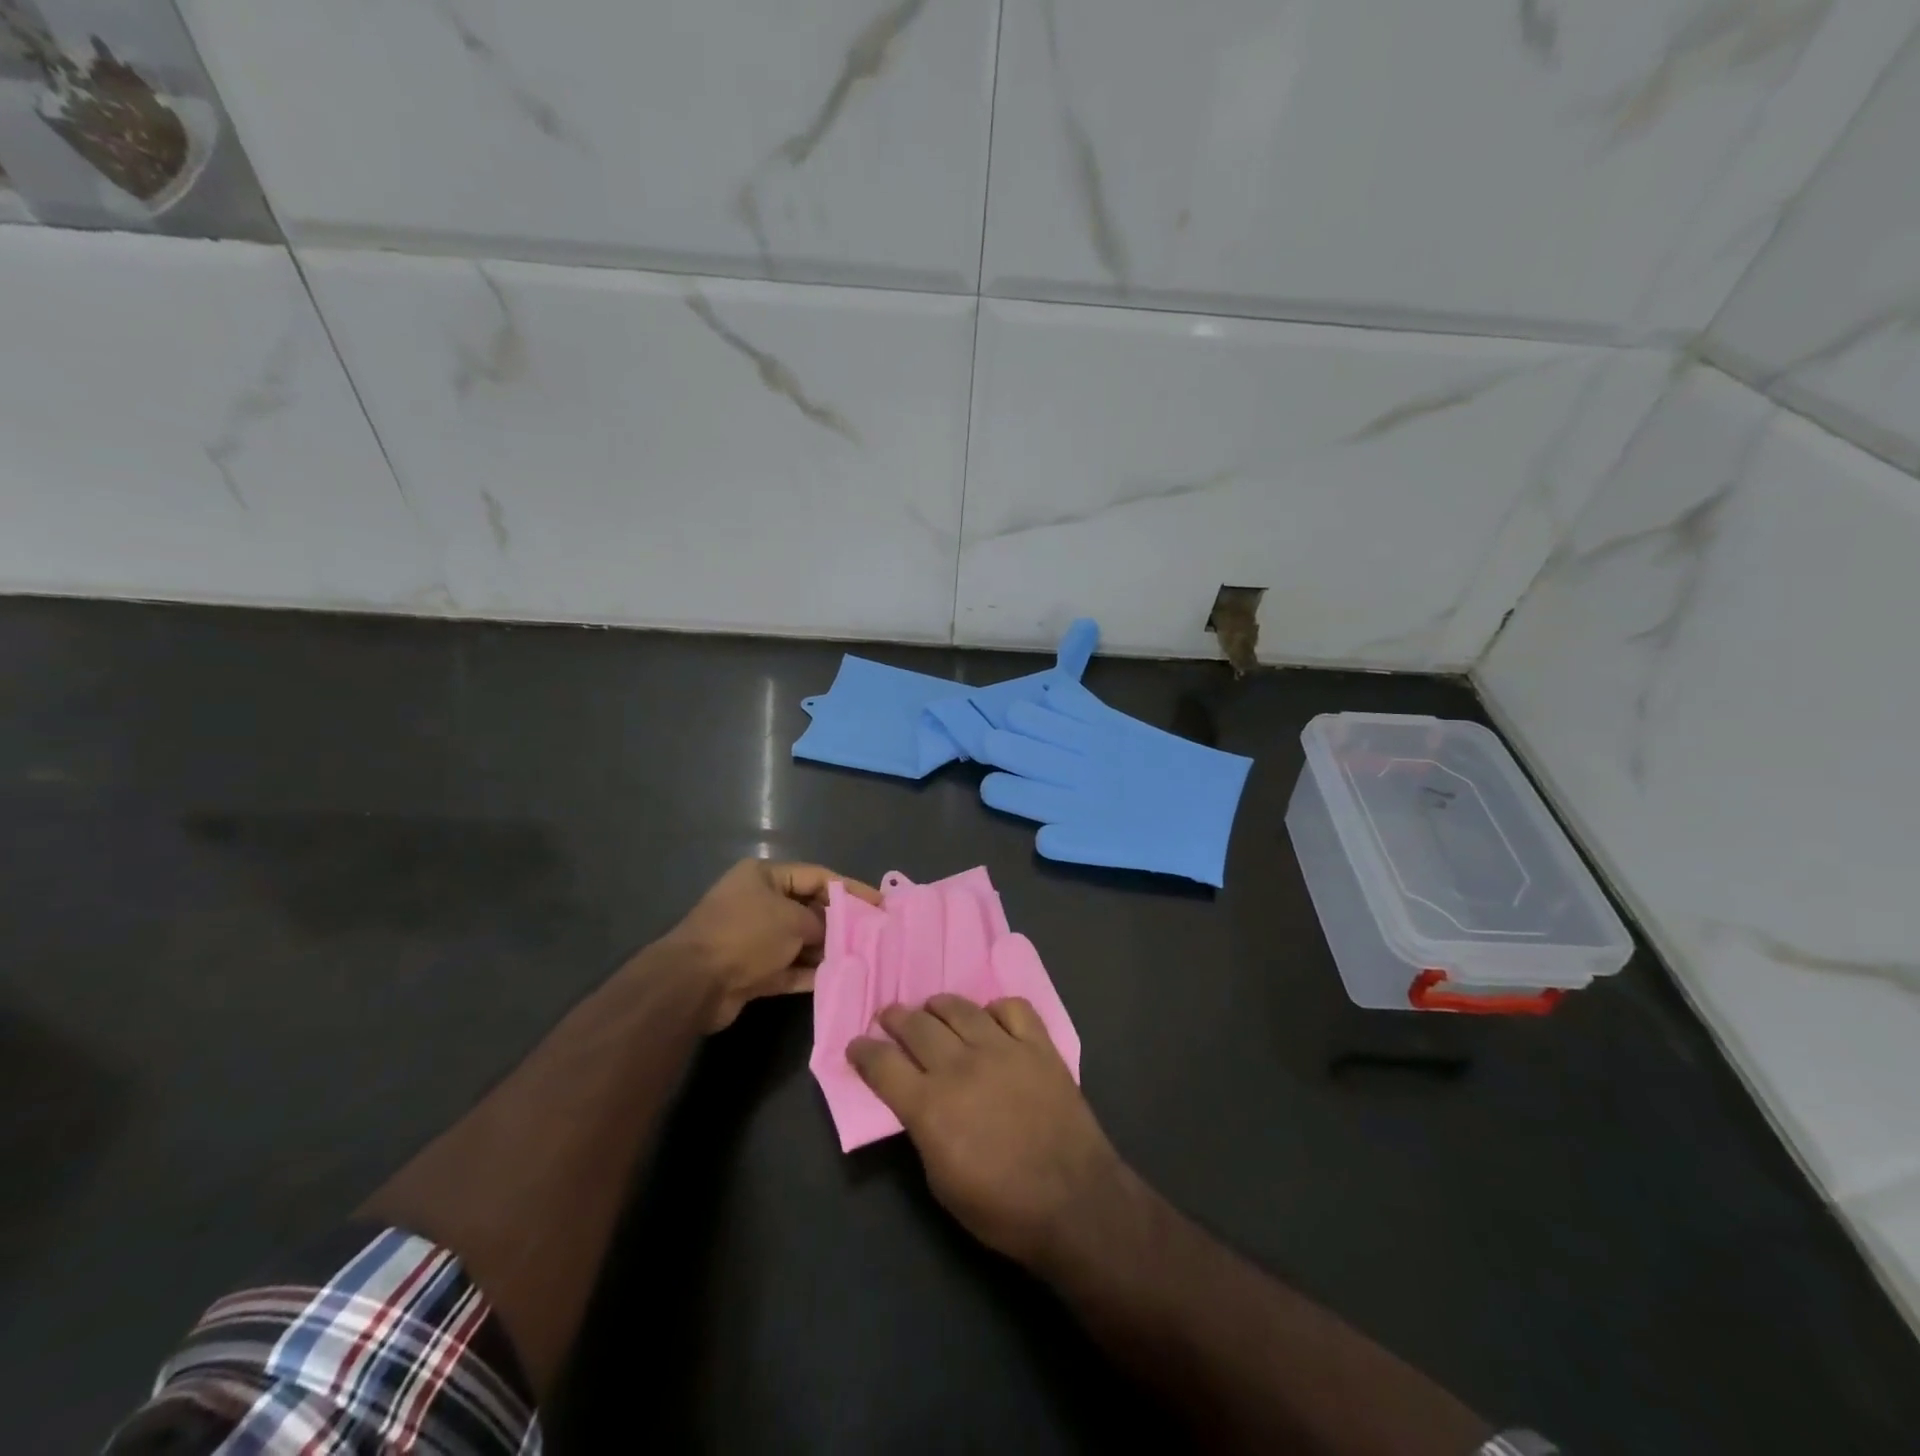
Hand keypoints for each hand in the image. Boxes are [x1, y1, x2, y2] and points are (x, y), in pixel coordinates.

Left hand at [662, 859, 879, 1030]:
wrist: (694, 983)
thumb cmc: (747, 935)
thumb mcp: (793, 920)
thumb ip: (822, 924)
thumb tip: (835, 934)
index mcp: (764, 876)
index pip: (817, 876)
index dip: (850, 889)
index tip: (879, 904)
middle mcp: (758, 902)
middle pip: (809, 908)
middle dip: (839, 922)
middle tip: (874, 935)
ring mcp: (753, 937)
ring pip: (800, 940)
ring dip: (826, 950)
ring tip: (861, 957)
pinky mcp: (751, 970)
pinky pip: (788, 967)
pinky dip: (809, 972)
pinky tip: (837, 977)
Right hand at [848, 994, 1126, 1267]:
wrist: (1074, 1202)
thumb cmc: (1001, 1208)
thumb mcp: (941, 1181)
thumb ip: (923, 1129)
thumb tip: (916, 1100)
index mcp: (930, 1105)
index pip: (883, 1065)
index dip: (863, 1051)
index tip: (856, 1045)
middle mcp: (961, 1066)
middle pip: (917, 1025)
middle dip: (896, 1018)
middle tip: (888, 1016)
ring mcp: (1002, 1049)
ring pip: (960, 1008)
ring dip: (938, 1006)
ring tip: (932, 1008)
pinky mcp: (1038, 1044)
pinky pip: (1012, 1007)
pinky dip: (996, 1009)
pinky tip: (991, 1019)